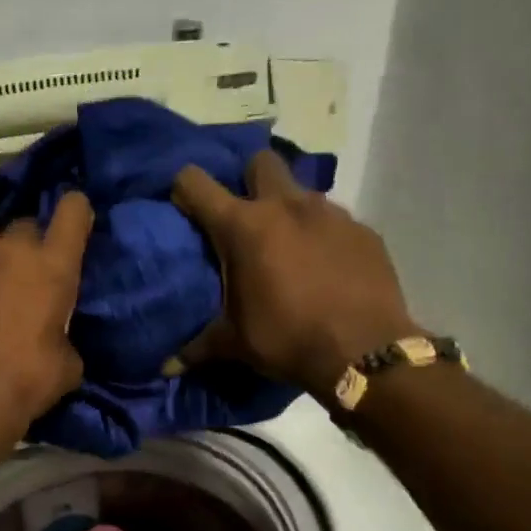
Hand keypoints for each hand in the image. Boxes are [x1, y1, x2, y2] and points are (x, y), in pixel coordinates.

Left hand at [0, 192, 94, 446]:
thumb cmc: (29, 382)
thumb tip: (53, 335)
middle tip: (30, 274)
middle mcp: (9, 252)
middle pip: (25, 225)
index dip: (77, 212)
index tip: (76, 226)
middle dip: (30, 244)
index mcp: (51, 266)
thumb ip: (63, 332)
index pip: (73, 209)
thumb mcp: (67, 362)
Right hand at [171, 151, 421, 397]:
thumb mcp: (235, 344)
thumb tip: (166, 368)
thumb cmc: (287, 339)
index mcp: (243, 226)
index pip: (196, 183)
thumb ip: (198, 348)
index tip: (183, 206)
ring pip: (301, 191)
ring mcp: (330, 213)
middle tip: (245, 217)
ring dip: (288, 210)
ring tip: (287, 248)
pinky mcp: (363, 230)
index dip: (184, 188)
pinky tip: (324, 267)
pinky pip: (334, 220)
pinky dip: (322, 236)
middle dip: (248, 179)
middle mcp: (286, 206)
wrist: (365, 353)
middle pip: (261, 162)